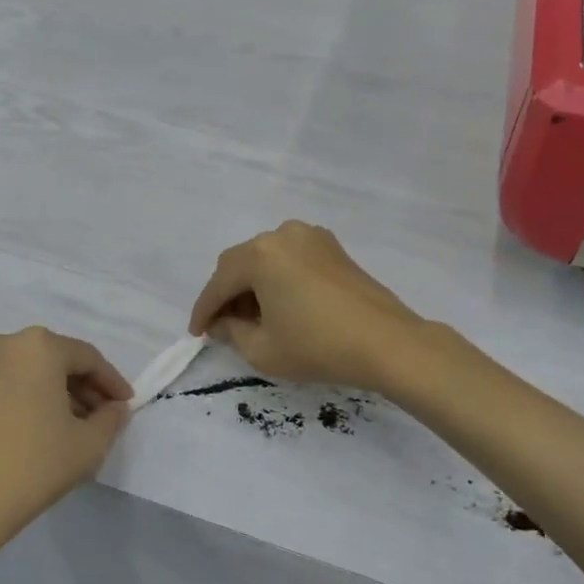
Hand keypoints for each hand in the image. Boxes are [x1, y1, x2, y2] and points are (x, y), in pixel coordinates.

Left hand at [0, 328, 131, 560]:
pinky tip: (30, 430)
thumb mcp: (88, 445)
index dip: (111, 382)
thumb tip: (113, 409)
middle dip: (80, 387)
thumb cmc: (31, 467)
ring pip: (24, 372)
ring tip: (66, 427)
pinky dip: (20, 399)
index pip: (87, 358)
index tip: (126, 405)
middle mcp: (0, 344)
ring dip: (49, 392)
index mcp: (37, 346)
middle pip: (53, 360)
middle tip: (99, 417)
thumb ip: (110, 419)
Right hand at [188, 221, 422, 391]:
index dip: (204, 310)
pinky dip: (278, 279)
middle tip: (222, 327)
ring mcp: (311, 237)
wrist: (387, 343)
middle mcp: (282, 234)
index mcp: (260, 254)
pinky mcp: (333, 248)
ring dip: (253, 286)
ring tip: (252, 320)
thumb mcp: (263, 349)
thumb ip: (232, 332)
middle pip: (241, 264)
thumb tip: (223, 323)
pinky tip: (280, 306)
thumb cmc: (318, 346)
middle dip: (227, 295)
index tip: (196, 333)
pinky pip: (291, 260)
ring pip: (267, 260)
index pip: (219, 282)